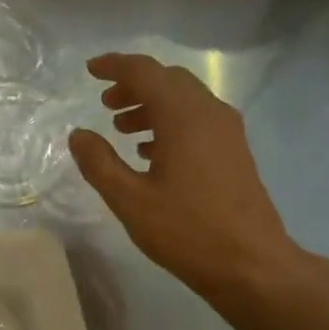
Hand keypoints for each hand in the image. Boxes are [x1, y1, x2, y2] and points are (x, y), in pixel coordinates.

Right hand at [69, 52, 305, 302]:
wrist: (249, 263)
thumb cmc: (185, 231)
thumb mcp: (130, 200)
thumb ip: (99, 163)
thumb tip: (78, 134)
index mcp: (182, 116)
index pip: (145, 72)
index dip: (115, 66)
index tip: (90, 70)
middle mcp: (209, 113)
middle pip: (168, 81)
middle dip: (134, 85)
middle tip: (105, 103)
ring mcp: (227, 132)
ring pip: (185, 101)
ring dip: (152, 106)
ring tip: (123, 129)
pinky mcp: (235, 153)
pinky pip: (198, 122)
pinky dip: (171, 124)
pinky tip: (153, 154)